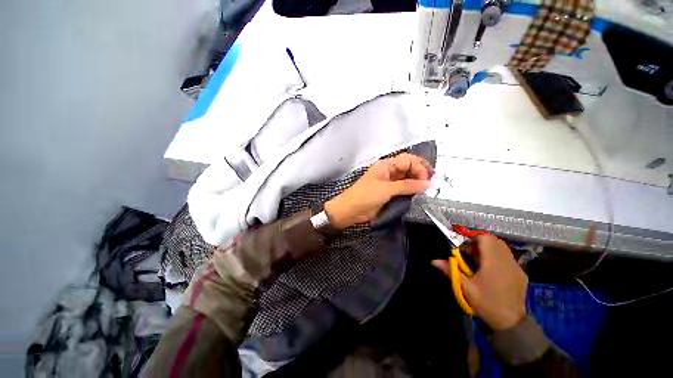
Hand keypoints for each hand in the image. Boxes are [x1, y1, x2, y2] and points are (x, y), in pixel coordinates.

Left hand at [324, 153, 432, 228]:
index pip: (408, 160)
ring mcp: (389, 182)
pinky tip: (418, 194)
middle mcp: (388, 171)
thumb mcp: (386, 189)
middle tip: (431, 183)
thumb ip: (407, 185)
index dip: (419, 167)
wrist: (350, 210)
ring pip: (407, 177)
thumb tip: (427, 183)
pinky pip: (403, 188)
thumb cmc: (365, 196)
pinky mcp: (388, 192)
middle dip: (421, 173)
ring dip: (417, 182)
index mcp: (386, 165)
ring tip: (427, 189)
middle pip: (408, 167)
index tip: (426, 180)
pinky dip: (411, 190)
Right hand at [432, 235, 527, 329]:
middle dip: (480, 243)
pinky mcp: (521, 274)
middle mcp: (507, 261)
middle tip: (470, 254)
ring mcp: (516, 267)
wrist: (511, 323)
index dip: (473, 238)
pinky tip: (491, 271)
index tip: (464, 248)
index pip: (486, 238)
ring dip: (489, 249)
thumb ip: (451, 271)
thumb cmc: (487, 303)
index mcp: (493, 262)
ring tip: (479, 262)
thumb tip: (434, 261)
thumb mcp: (466, 287)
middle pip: (494, 240)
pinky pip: (508, 257)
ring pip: (502, 248)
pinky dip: (498, 257)